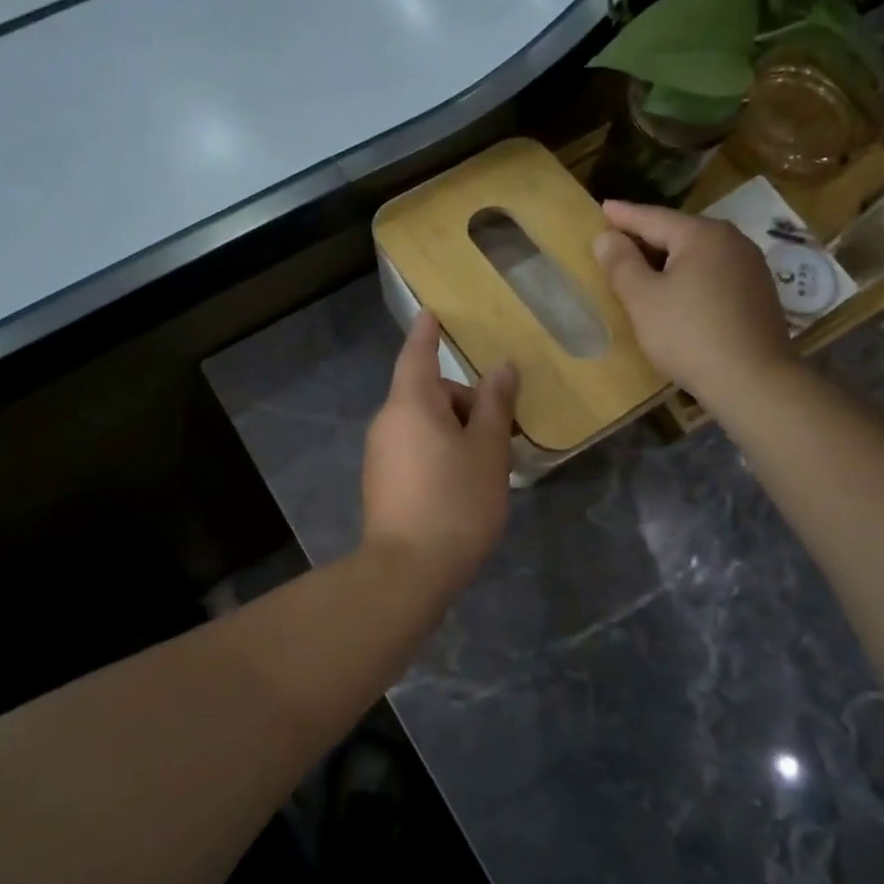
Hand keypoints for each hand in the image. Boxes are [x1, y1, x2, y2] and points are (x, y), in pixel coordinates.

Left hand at [362, 313, 518, 592]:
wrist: (408, 570)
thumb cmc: (455, 501)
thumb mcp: (487, 450)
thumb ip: (494, 404)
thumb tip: (501, 368)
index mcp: (410, 403)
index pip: (418, 353)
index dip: (428, 332)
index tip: (433, 313)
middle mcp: (388, 421)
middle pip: (428, 393)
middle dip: (465, 402)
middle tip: (503, 432)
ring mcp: (380, 453)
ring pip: (424, 424)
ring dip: (456, 430)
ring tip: (489, 463)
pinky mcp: (382, 481)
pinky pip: (415, 448)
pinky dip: (440, 451)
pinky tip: (464, 484)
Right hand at [592, 200, 796, 403]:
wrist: (753, 381)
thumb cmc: (688, 335)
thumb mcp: (643, 300)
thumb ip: (621, 264)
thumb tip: (606, 237)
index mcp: (702, 234)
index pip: (653, 218)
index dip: (623, 215)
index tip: (603, 207)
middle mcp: (732, 241)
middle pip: (679, 233)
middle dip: (648, 237)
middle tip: (619, 239)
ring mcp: (751, 268)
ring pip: (699, 255)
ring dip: (670, 260)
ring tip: (645, 267)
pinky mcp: (759, 295)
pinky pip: (714, 275)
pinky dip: (690, 278)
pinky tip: (679, 294)